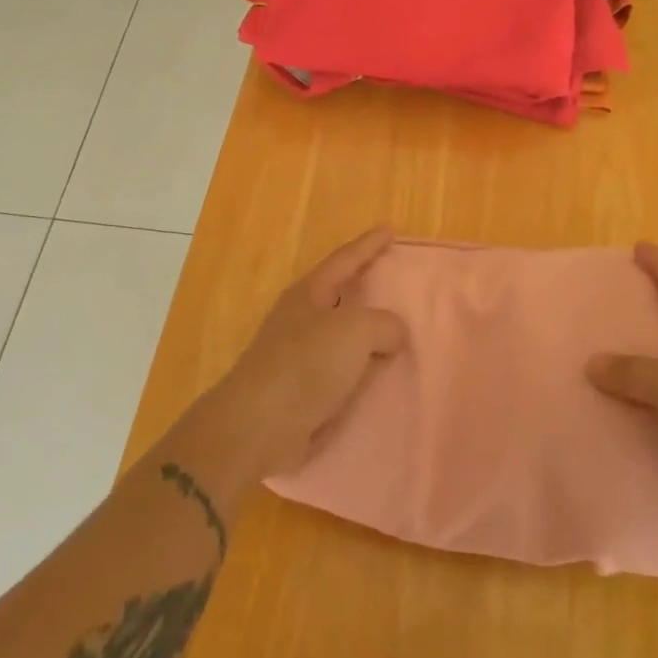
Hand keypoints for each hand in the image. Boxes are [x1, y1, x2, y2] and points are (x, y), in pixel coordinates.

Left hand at [201, 228, 409, 483]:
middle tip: (397, 281)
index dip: (368, 245)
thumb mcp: (354, 331)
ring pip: (343, 335)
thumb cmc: (305, 365)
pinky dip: (362, 368)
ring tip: (398, 332)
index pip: (345, 260)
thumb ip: (383, 324)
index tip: (389, 231)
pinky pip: (343, 370)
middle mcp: (302, 319)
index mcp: (310, 294)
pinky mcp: (302, 390)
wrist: (259, 427)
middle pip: (340, 295)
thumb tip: (393, 333)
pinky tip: (381, 376)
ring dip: (367, 333)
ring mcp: (299, 356)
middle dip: (366, 287)